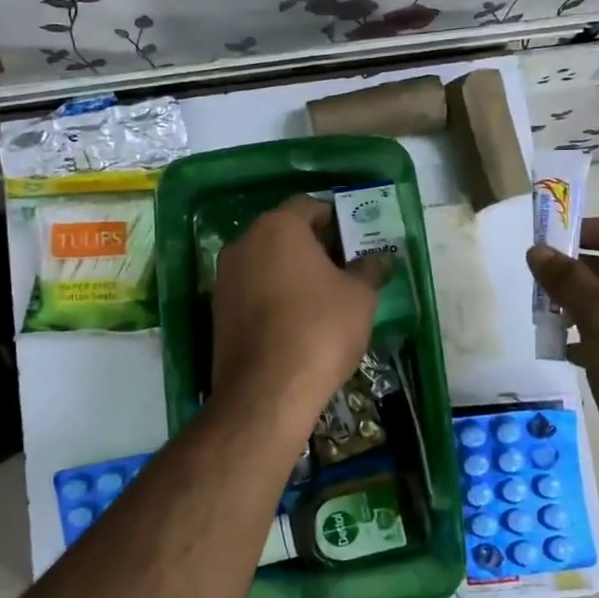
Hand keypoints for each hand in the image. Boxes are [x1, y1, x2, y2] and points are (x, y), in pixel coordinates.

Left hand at [211, 196, 389, 422]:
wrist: (266, 391)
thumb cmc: (319, 329)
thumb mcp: (359, 297)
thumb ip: (369, 269)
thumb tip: (380, 259)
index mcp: (277, 227)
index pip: (309, 206)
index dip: (336, 220)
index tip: (357, 241)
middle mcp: (244, 243)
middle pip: (285, 233)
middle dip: (316, 246)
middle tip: (346, 268)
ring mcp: (225, 277)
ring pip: (267, 262)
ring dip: (294, 271)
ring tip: (325, 297)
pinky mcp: (218, 310)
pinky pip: (253, 289)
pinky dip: (275, 294)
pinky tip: (298, 320)